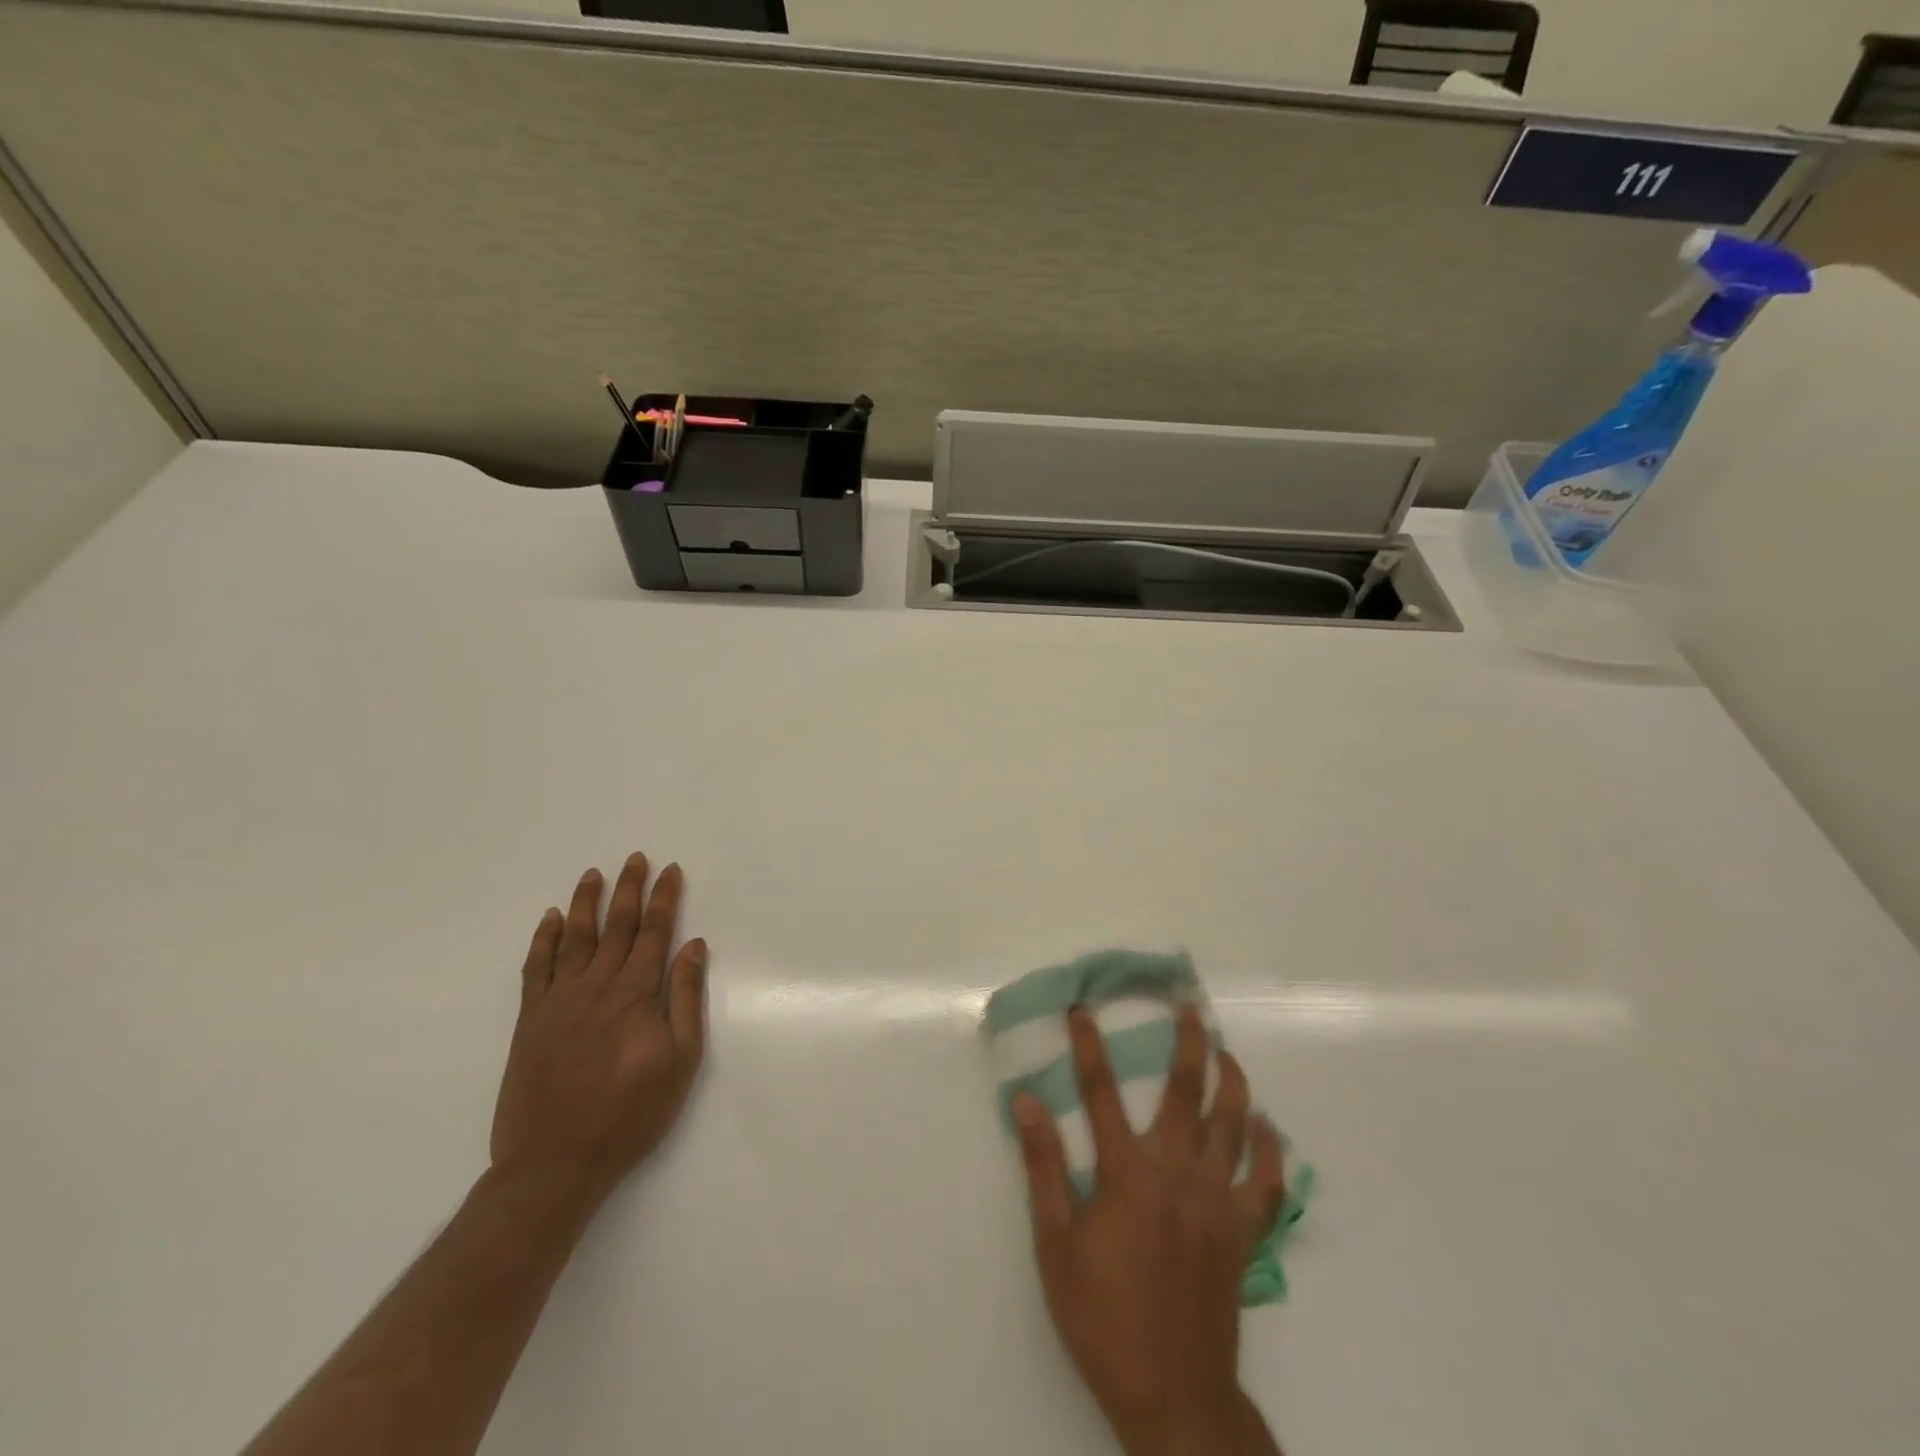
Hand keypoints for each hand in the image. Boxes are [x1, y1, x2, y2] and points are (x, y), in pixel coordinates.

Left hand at [490, 853, 707, 1215]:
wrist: (554, 1162)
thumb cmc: (630, 1113)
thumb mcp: (680, 1060)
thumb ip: (686, 998)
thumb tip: (694, 946)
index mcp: (635, 994)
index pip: (655, 933)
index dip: (665, 899)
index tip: (671, 871)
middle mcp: (596, 986)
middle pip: (617, 926)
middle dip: (629, 889)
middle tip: (635, 859)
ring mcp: (558, 1000)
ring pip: (574, 938)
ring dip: (585, 903)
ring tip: (593, 874)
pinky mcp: (530, 1020)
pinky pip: (536, 968)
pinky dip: (543, 940)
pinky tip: (549, 920)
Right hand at [1013, 1005, 1285, 1455]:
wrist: (1171, 1392)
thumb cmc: (1102, 1316)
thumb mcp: (1055, 1244)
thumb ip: (1043, 1167)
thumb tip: (1027, 1101)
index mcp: (1127, 1173)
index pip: (1100, 1092)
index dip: (1089, 1046)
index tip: (1082, 1010)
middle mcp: (1177, 1172)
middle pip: (1185, 1093)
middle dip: (1187, 1044)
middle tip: (1189, 1008)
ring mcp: (1216, 1201)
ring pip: (1232, 1126)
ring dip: (1231, 1082)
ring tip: (1226, 1051)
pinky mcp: (1242, 1233)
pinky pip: (1265, 1184)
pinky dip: (1269, 1151)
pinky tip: (1267, 1127)